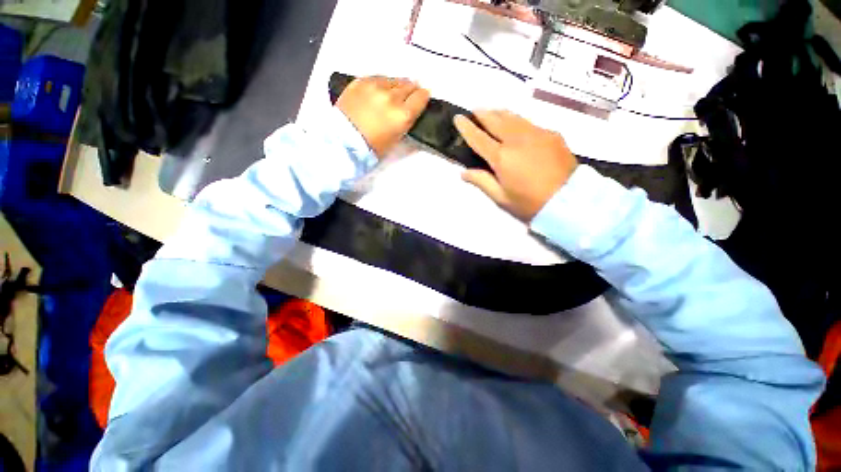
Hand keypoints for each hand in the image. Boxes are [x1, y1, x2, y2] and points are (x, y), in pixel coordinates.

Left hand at [336, 76, 430, 157]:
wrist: (344, 140)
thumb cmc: (372, 146)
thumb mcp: (396, 138)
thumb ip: (406, 121)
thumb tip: (411, 108)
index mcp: (403, 115)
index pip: (421, 97)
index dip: (423, 96)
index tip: (423, 96)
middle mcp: (392, 97)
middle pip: (409, 85)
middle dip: (411, 90)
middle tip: (409, 94)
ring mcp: (376, 86)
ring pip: (394, 80)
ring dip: (397, 85)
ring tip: (394, 92)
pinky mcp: (361, 81)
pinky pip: (378, 78)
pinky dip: (382, 83)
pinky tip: (380, 90)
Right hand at [454, 110, 577, 221]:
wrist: (569, 200)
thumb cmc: (530, 203)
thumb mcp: (501, 197)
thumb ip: (482, 181)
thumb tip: (464, 173)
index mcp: (501, 157)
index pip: (478, 137)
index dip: (466, 127)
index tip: (457, 117)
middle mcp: (517, 139)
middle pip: (495, 119)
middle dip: (482, 113)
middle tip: (474, 110)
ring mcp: (536, 133)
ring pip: (512, 116)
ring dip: (498, 113)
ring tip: (491, 112)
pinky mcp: (551, 133)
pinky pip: (528, 122)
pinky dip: (516, 121)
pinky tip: (515, 125)